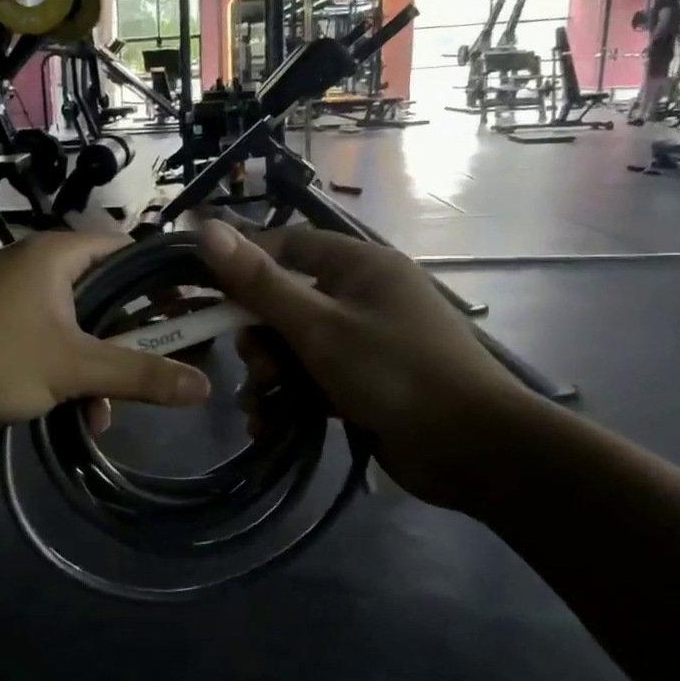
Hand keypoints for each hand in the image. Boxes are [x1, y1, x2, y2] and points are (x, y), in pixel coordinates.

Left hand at [0, 231, 211, 440]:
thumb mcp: (73, 369)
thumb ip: (141, 375)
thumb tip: (206, 385)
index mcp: (55, 254)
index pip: (126, 249)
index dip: (162, 278)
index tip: (190, 312)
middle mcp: (33, 266)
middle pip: (102, 291)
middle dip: (129, 337)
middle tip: (162, 365)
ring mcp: (8, 296)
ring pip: (74, 325)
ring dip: (96, 367)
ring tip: (105, 413)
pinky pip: (44, 342)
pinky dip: (63, 372)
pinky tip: (75, 416)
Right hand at [196, 221, 542, 510]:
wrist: (473, 450)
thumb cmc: (393, 371)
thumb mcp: (318, 325)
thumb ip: (260, 282)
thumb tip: (206, 229)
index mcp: (359, 265)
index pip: (289, 244)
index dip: (246, 265)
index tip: (210, 295)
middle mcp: (362, 295)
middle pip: (287, 301)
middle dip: (259, 337)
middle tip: (255, 368)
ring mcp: (365, 341)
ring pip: (296, 346)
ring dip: (269, 374)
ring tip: (260, 406)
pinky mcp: (364, 382)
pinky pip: (313, 378)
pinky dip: (290, 398)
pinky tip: (269, 424)